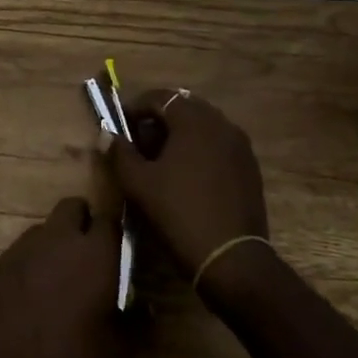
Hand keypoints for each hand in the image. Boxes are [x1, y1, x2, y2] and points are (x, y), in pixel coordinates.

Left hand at [0, 197, 138, 357]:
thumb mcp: (120, 351)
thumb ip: (137, 320)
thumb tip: (145, 308)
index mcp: (95, 252)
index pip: (110, 219)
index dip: (115, 234)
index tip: (119, 254)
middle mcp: (58, 238)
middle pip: (72, 207)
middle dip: (82, 223)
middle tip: (89, 258)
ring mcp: (22, 248)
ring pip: (44, 229)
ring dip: (54, 244)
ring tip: (58, 282)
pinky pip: (20, 252)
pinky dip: (29, 265)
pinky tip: (29, 298)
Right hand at [107, 90, 269, 280]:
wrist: (232, 259)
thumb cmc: (180, 213)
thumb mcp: (139, 183)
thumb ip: (119, 153)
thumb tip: (107, 133)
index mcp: (194, 120)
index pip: (159, 97)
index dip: (135, 108)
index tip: (120, 128)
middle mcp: (221, 124)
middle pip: (183, 109)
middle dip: (158, 121)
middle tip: (138, 145)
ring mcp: (240, 146)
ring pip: (202, 127)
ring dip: (178, 136)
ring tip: (160, 162)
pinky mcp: (250, 168)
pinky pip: (218, 146)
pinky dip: (198, 151)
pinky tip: (186, 177)